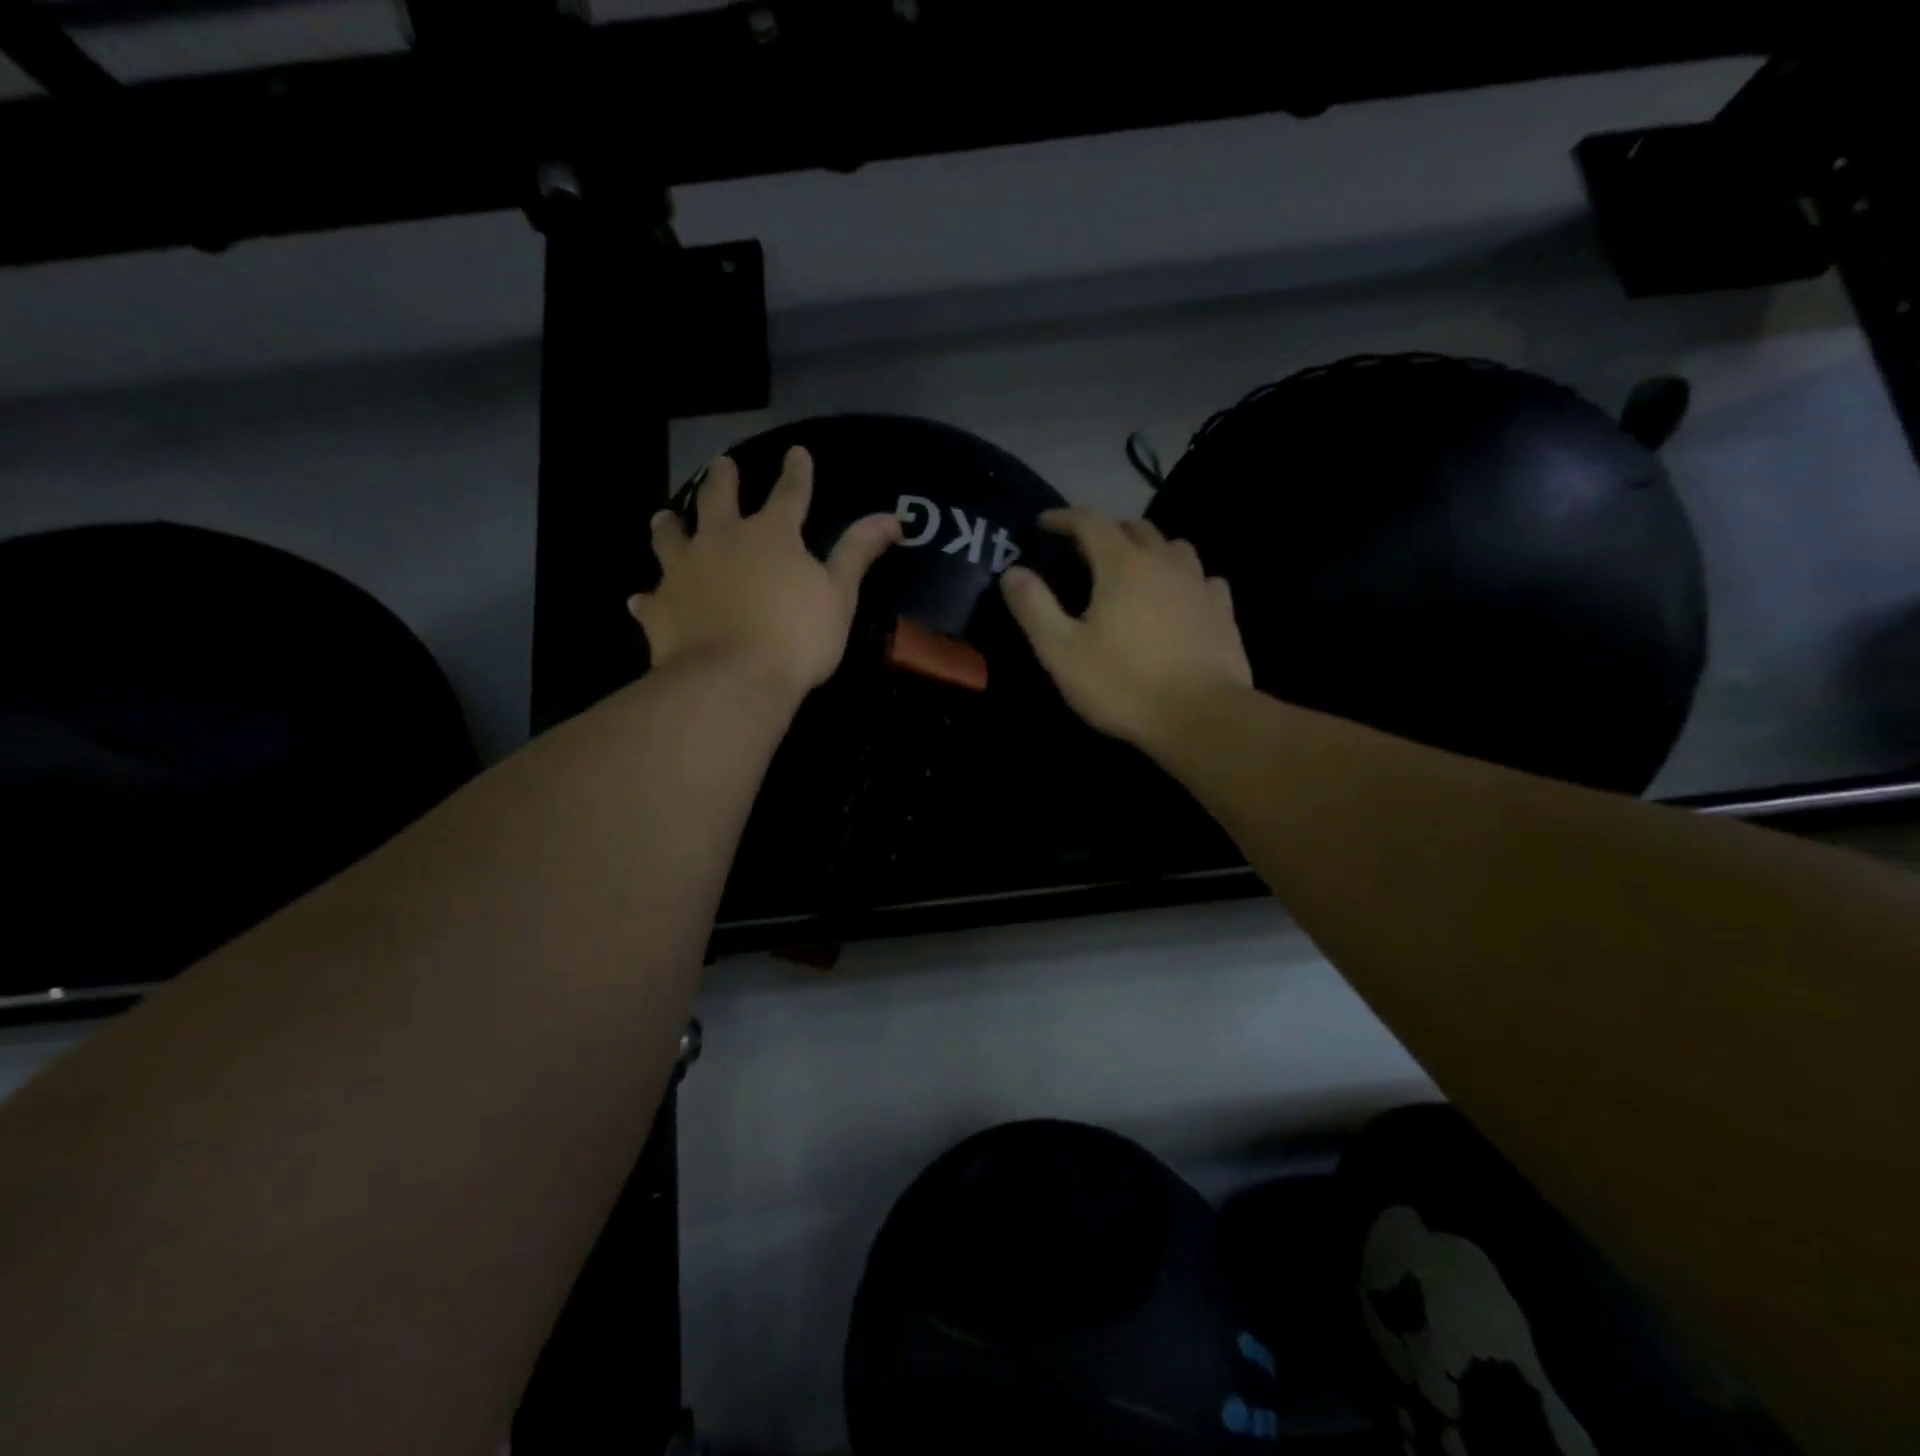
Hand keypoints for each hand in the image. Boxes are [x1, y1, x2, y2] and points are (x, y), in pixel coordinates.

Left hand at [629, 448, 900, 703]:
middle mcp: (722, 540)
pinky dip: (648, 597)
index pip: (790, 493)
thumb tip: (892, 517)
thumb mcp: (839, 594)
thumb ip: (858, 553)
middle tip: (721, 464)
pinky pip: (650, 598)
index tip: (797, 452)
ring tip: (665, 516)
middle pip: (718, 499)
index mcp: (772, 535)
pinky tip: (640, 599)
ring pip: (671, 537)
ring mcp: (685, 571)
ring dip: (670, 524)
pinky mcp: (660, 607)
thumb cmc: (797, 636)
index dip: (797, 472)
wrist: (733, 678)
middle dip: (723, 479)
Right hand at [1000, 508, 1252, 748]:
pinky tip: (1181, 598)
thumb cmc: (1123, 684)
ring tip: (1135, 570)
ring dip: (1150, 549)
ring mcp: (1200, 585)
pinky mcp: (1224, 612)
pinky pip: (1204, 579)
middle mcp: (1164, 562)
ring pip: (1174, 547)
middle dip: (1107, 530)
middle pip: (1136, 527)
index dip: (1063, 518)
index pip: (1090, 521)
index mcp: (1122, 565)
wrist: (1201, 717)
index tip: (1043, 524)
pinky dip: (1185, 580)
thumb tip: (1013, 572)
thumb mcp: (1062, 651)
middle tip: (1086, 550)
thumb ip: (1035, 607)